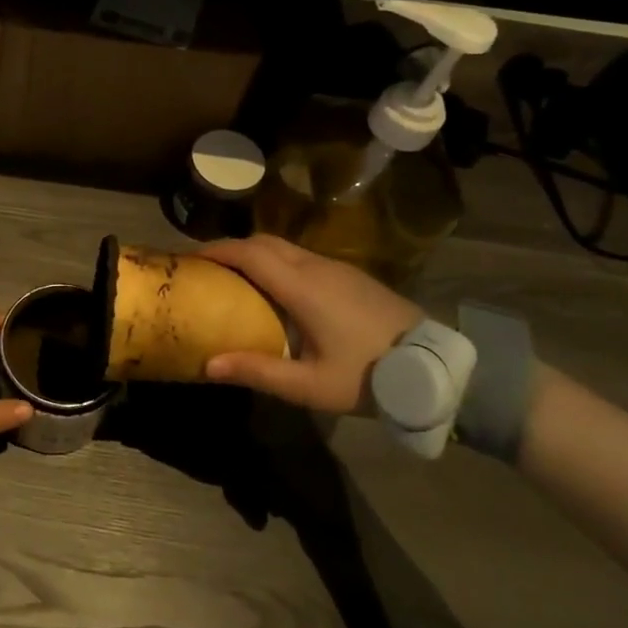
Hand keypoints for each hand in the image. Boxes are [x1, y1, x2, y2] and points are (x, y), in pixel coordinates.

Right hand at [198, 236, 422, 414]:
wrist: (437, 368)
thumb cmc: (369, 376)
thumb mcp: (310, 385)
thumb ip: (258, 372)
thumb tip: (209, 364)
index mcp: (303, 286)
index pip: (249, 253)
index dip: (215, 250)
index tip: (189, 258)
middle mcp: (316, 266)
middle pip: (264, 241)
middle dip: (230, 248)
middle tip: (206, 268)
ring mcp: (337, 268)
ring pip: (285, 246)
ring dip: (254, 254)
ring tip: (234, 277)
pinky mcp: (352, 276)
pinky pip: (302, 257)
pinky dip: (276, 262)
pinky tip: (275, 289)